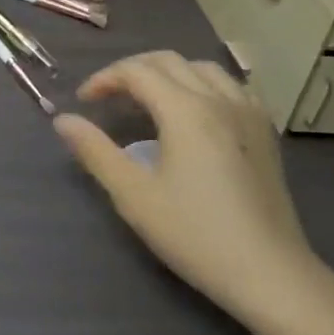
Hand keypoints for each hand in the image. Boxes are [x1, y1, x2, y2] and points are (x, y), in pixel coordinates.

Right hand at [53, 53, 326, 320]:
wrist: (270, 274)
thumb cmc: (195, 234)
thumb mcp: (134, 195)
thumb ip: (95, 151)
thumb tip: (63, 120)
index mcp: (185, 110)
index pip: (136, 71)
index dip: (104, 79)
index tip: (83, 102)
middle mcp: (219, 99)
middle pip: (168, 61)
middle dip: (132, 70)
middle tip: (109, 96)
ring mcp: (249, 113)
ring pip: (203, 68)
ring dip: (168, 73)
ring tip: (149, 100)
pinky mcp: (265, 132)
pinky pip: (231, 86)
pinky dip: (203, 84)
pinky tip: (196, 111)